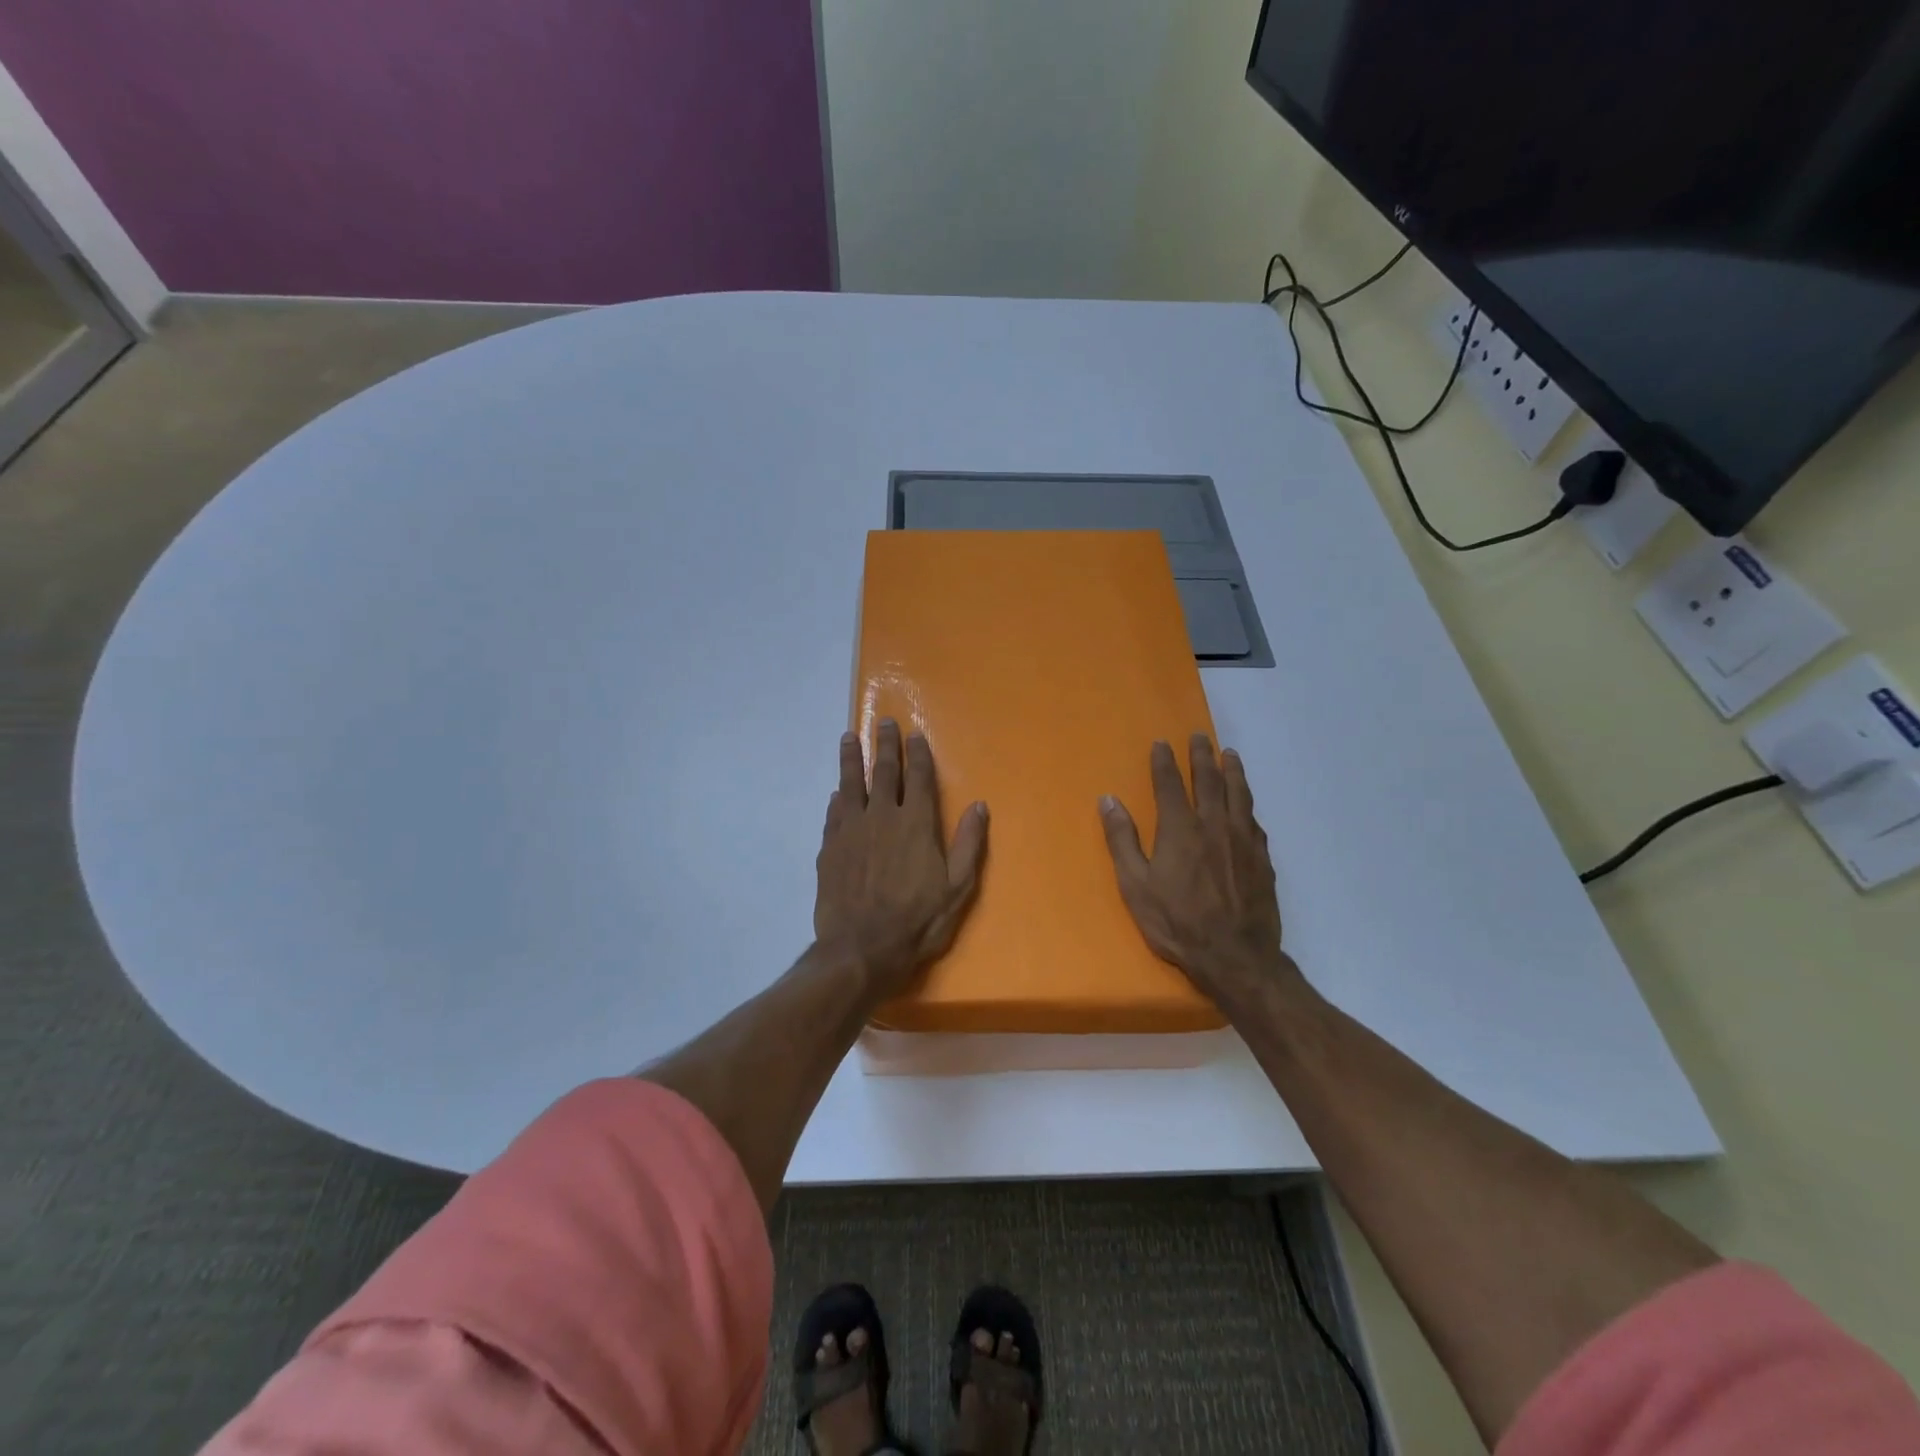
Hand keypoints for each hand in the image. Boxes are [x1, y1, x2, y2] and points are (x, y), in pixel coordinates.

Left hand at [815, 720, 987, 994]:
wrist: (861, 948)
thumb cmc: (917, 921)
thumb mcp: (957, 888)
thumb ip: (968, 844)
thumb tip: (979, 806)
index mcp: (916, 823)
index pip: (917, 778)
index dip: (916, 754)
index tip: (913, 733)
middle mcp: (882, 817)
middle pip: (883, 772)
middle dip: (884, 745)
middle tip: (882, 722)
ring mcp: (852, 831)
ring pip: (851, 784)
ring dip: (851, 759)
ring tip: (848, 738)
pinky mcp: (830, 848)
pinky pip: (834, 814)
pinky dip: (837, 799)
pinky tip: (836, 793)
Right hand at [1099, 736, 1290, 1001]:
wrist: (1235, 957)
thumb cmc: (1176, 923)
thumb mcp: (1135, 885)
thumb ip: (1122, 840)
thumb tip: (1109, 800)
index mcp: (1180, 829)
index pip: (1170, 784)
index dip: (1165, 761)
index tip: (1162, 743)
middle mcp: (1214, 825)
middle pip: (1209, 780)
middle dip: (1202, 755)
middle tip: (1199, 736)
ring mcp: (1243, 841)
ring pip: (1239, 794)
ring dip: (1232, 771)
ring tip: (1229, 754)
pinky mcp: (1262, 859)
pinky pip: (1254, 820)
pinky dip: (1248, 804)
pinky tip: (1246, 804)